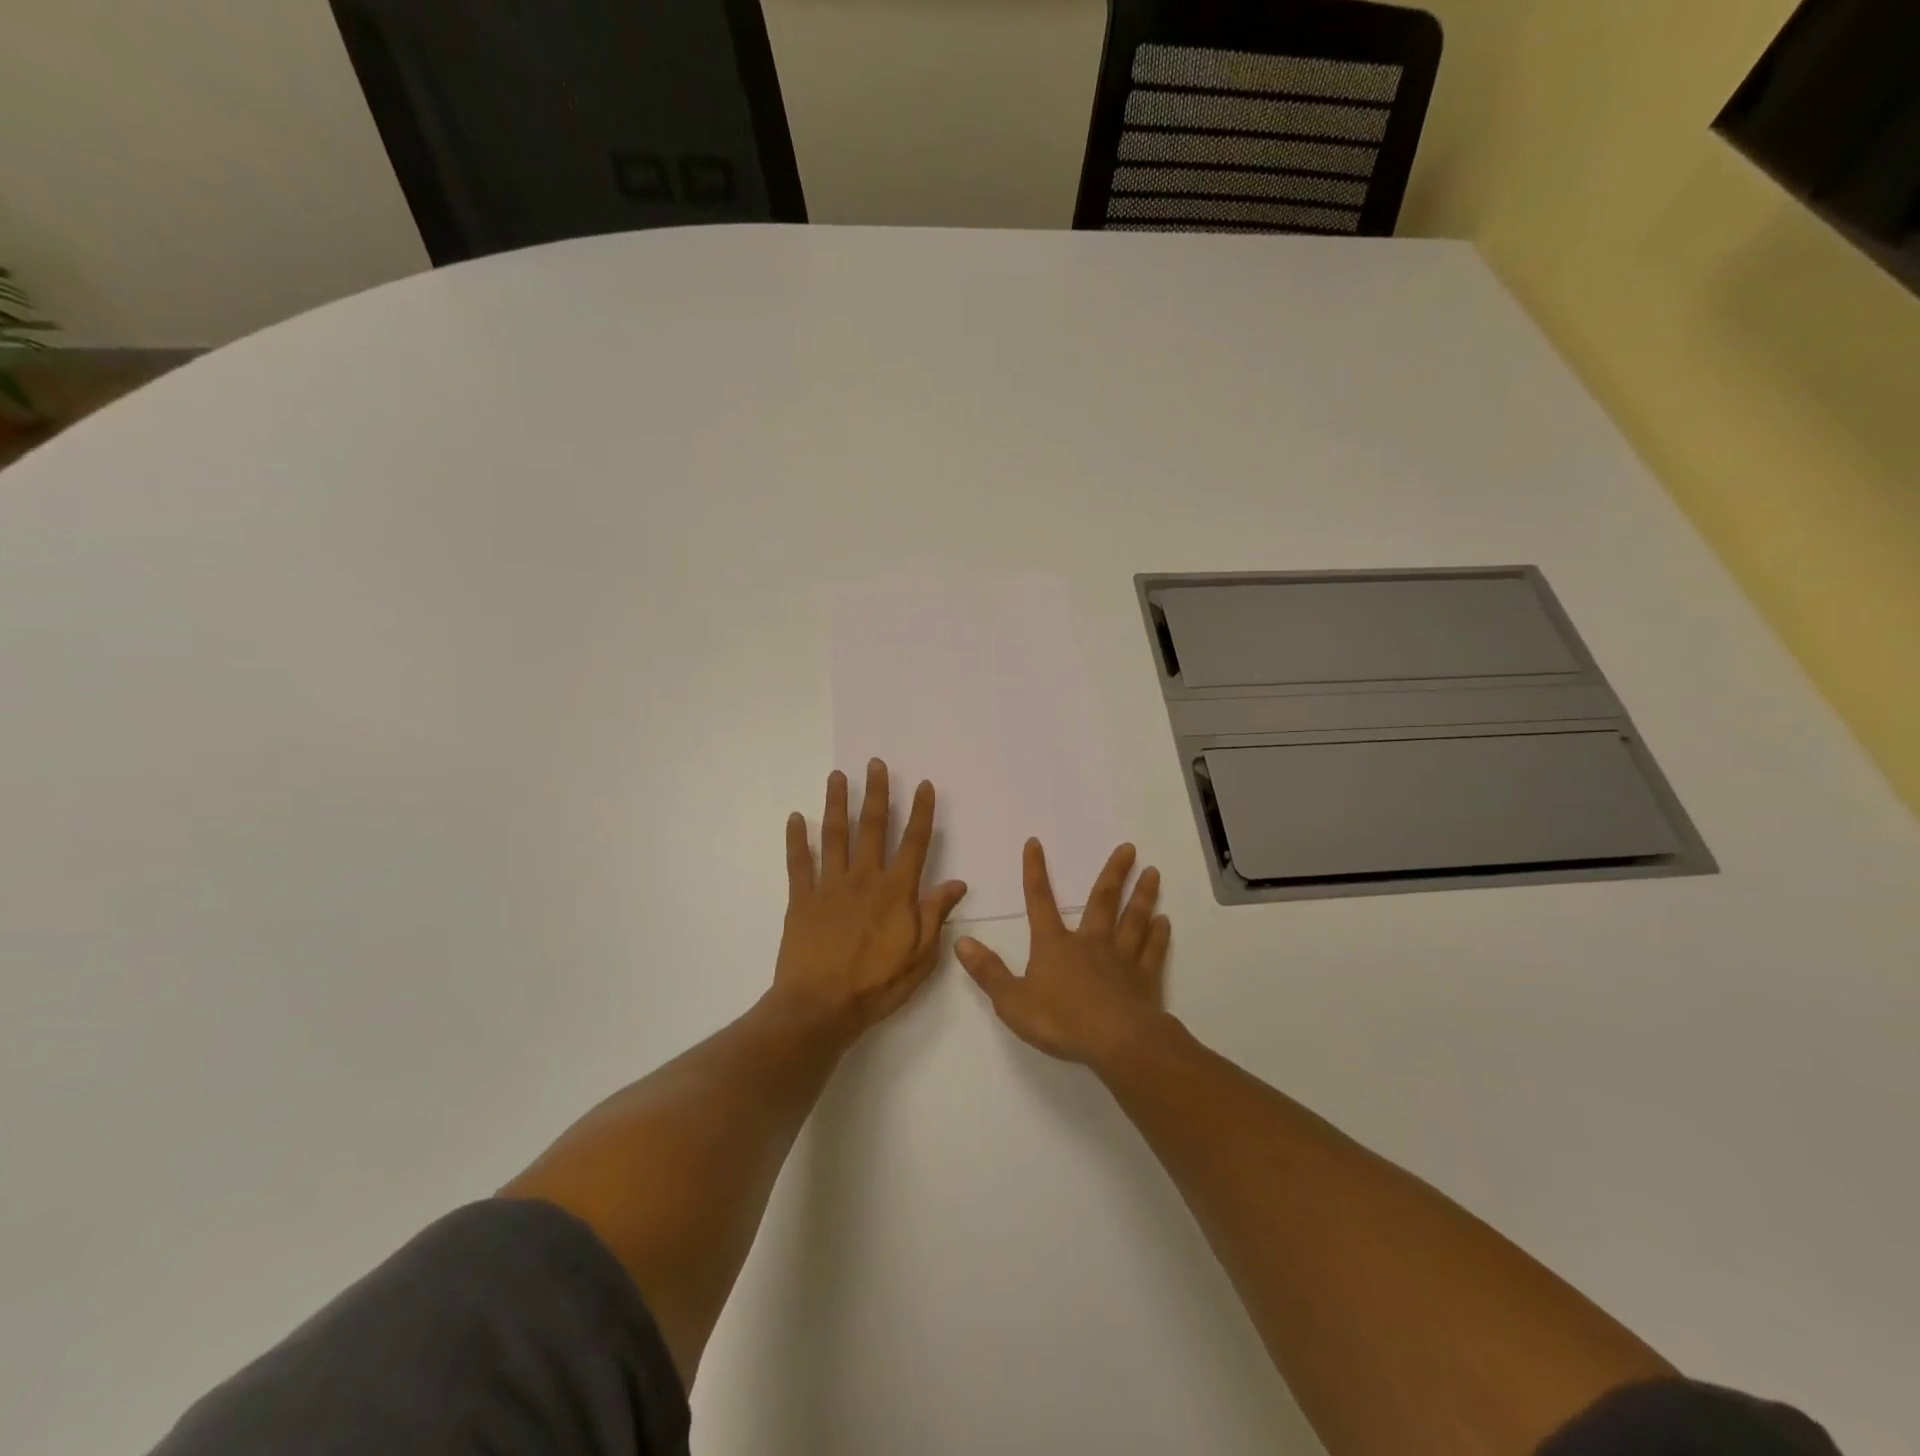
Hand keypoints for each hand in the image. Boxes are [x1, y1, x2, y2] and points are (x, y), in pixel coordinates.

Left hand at [772, 760, 968, 1036]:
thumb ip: (935, 915)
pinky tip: (796, 817)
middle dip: (876, 793)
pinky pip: (798, 863)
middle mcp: (864, 879)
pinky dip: (797, 839)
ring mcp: (830, 886)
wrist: (820, 1007)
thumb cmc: (876, 985)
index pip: (914, 843)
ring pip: (835, 836)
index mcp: (896, 892)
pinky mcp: (802, 900)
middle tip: (875, 764)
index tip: (923, 785)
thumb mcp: (920, 957)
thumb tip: (956, 884)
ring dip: (837, 803)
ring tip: (838, 776)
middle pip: (872, 827)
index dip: (921, 812)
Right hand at [955, 839, 1171, 1067]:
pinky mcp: (1144, 979)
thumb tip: (961, 941)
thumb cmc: (1061, 1020)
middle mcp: (1090, 943)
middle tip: (1129, 847)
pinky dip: (1158, 935)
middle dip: (1113, 873)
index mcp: (1055, 945)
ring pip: (1133, 920)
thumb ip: (988, 971)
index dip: (1034, 872)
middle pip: (1102, 901)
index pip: (1039, 901)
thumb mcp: (1012, 1000)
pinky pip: (1152, 951)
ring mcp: (1121, 959)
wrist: (1116, 1042)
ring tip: (1153, 872)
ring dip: (1142, 896)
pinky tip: (1164, 922)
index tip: (1035, 843)